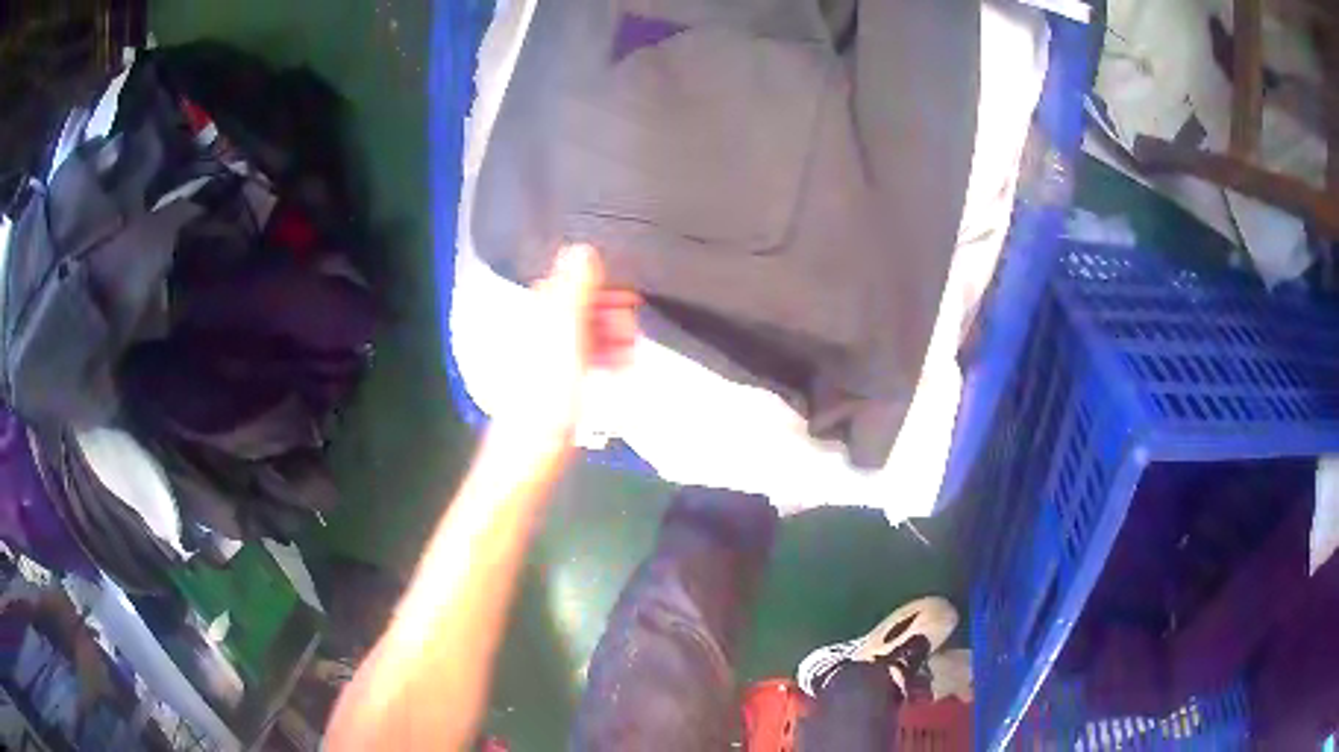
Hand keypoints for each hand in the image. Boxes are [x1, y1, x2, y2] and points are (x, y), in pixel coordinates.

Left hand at [489, 244, 638, 458]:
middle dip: (612, 312)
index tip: (628, 300)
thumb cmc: (546, 398)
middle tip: (630, 333)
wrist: (530, 453)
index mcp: (541, 313)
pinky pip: (587, 355)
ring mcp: (551, 355)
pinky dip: (605, 356)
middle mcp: (543, 328)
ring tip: (629, 353)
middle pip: (583, 304)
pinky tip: (619, 368)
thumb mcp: (564, 338)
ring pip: (588, 330)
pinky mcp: (560, 380)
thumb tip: (583, 248)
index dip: (603, 285)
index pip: (572, 279)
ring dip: (612, 335)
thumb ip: (574, 292)